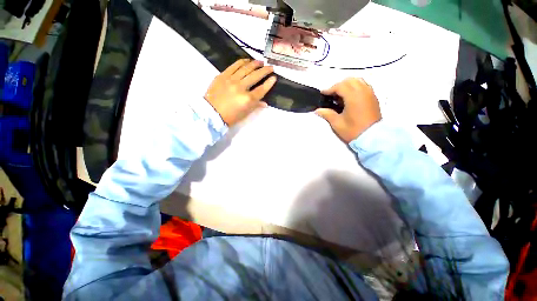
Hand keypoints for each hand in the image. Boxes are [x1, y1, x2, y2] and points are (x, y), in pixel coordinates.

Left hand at [205, 59, 276, 125]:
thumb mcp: (245, 113)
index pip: (262, 89)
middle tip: (270, 67)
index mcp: (247, 99)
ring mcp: (231, 80)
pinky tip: (247, 60)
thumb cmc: (230, 117)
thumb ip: (256, 106)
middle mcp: (241, 87)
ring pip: (246, 68)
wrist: (211, 113)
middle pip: (255, 76)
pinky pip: (234, 66)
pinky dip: (242, 62)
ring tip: (261, 62)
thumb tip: (265, 103)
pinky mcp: (223, 75)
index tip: (274, 78)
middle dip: (265, 70)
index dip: (269, 83)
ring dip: (255, 64)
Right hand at [315, 78, 380, 142]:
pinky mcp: (373, 98)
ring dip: (347, 85)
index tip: (323, 94)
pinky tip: (350, 98)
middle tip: (331, 95)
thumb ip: (327, 114)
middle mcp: (363, 91)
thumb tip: (317, 110)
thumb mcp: (337, 123)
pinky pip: (363, 86)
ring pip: (358, 81)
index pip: (340, 86)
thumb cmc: (353, 130)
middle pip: (350, 80)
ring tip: (340, 96)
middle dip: (338, 85)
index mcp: (353, 97)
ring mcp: (370, 94)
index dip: (330, 89)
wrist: (372, 138)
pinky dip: (355, 88)